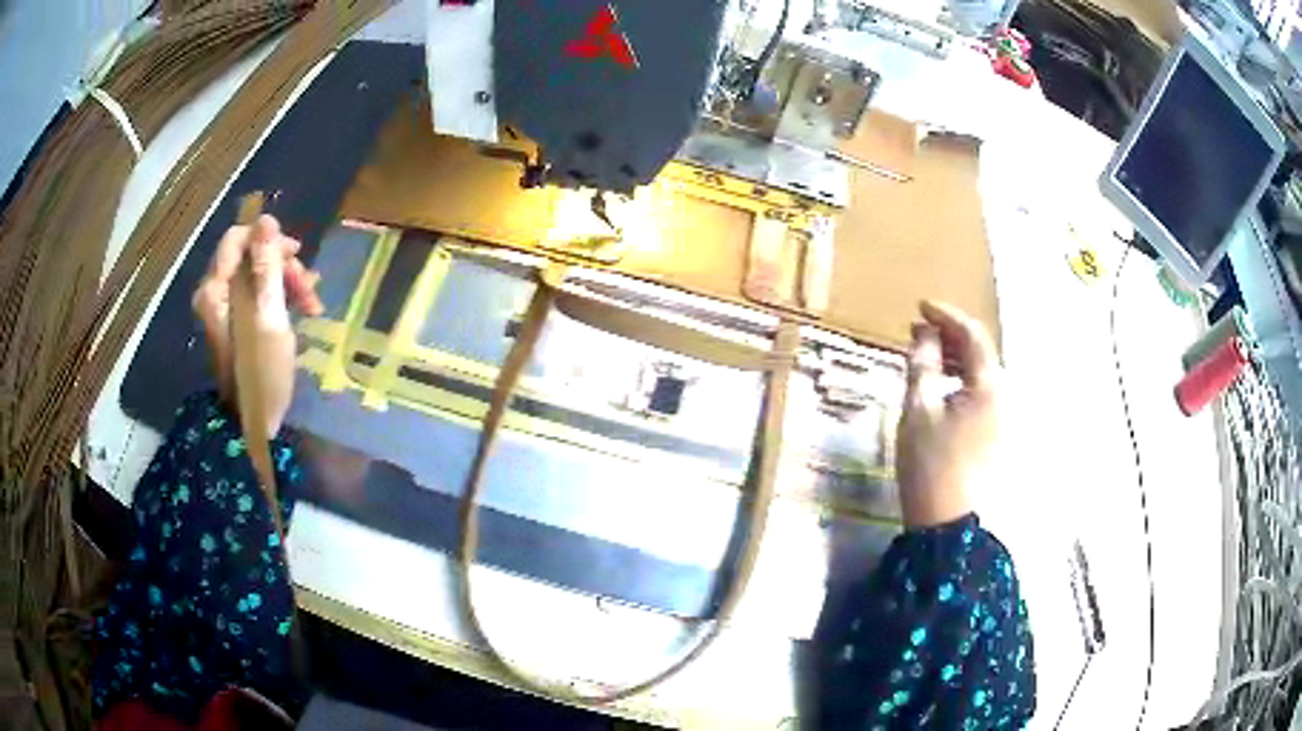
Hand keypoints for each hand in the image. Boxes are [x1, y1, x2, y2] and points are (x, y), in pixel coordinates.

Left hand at [192, 215, 322, 434]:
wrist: (253, 424)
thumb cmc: (261, 373)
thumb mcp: (269, 318)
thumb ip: (266, 268)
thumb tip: (266, 220)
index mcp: (215, 289)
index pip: (236, 239)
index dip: (266, 238)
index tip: (296, 253)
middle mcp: (215, 292)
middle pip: (248, 254)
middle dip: (281, 263)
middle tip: (308, 285)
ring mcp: (225, 307)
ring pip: (257, 273)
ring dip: (287, 280)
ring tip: (312, 302)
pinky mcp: (237, 320)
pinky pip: (258, 292)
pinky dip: (281, 295)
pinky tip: (303, 307)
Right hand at [896, 301, 1000, 527]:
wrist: (946, 521)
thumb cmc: (929, 464)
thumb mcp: (918, 410)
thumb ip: (922, 364)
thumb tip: (925, 333)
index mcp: (989, 387)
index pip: (972, 335)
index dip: (947, 316)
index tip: (920, 306)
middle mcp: (1002, 396)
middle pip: (980, 352)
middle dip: (950, 335)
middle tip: (918, 330)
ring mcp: (1001, 416)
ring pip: (980, 373)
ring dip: (954, 357)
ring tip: (924, 354)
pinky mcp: (993, 432)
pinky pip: (979, 392)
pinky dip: (960, 380)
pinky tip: (940, 385)